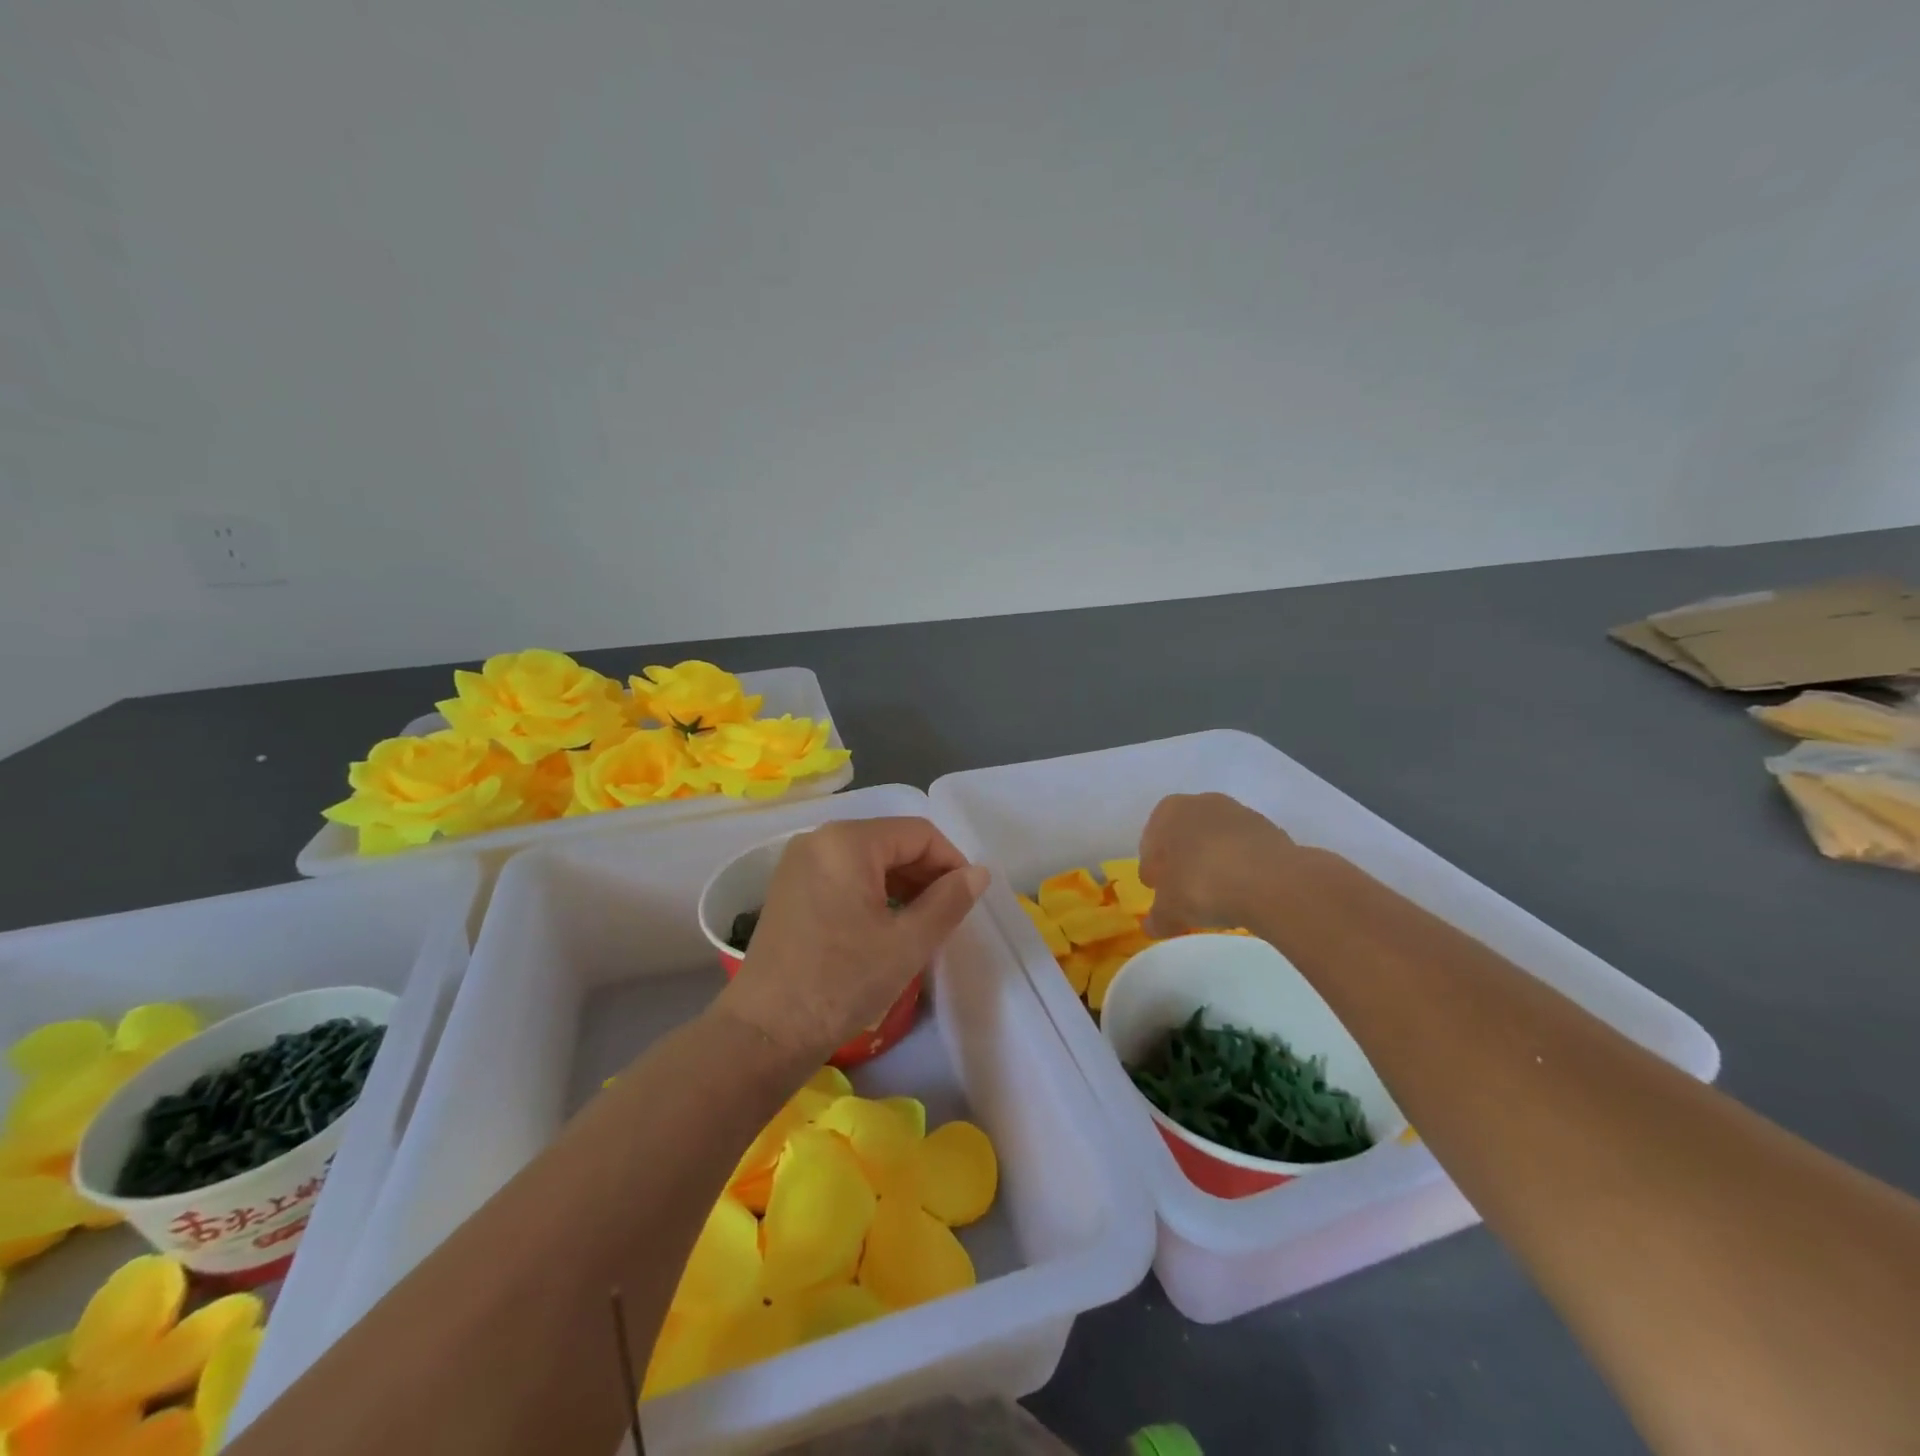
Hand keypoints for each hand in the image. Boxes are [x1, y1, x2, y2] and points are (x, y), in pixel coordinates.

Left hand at [717, 817, 990, 1061]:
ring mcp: (800, 862)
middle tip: (947, 915)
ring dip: (902, 883)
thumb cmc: (841, 982)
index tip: (967, 899)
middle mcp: (819, 839)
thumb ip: (949, 901)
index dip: (951, 861)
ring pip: (868, 858)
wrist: (765, 1032)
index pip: (918, 833)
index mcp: (847, 841)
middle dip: (926, 873)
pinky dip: (873, 891)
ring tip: (921, 923)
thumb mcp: (907, 943)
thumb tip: (978, 873)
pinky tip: (885, 925)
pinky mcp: (790, 886)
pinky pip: (844, 873)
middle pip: (891, 841)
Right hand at [1138, 792, 1297, 937]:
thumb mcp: (1169, 911)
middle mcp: (1201, 803)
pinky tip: (1243, 892)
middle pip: (1184, 837)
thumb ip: (1157, 917)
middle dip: (1183, 863)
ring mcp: (1239, 813)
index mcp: (1168, 812)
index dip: (1153, 870)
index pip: (1151, 843)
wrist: (1271, 882)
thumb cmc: (1202, 885)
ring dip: (1213, 864)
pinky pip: (1244, 851)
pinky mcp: (1270, 829)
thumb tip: (1152, 925)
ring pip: (1216, 842)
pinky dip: (1241, 868)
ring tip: (1218, 896)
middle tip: (1185, 894)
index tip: (1159, 892)